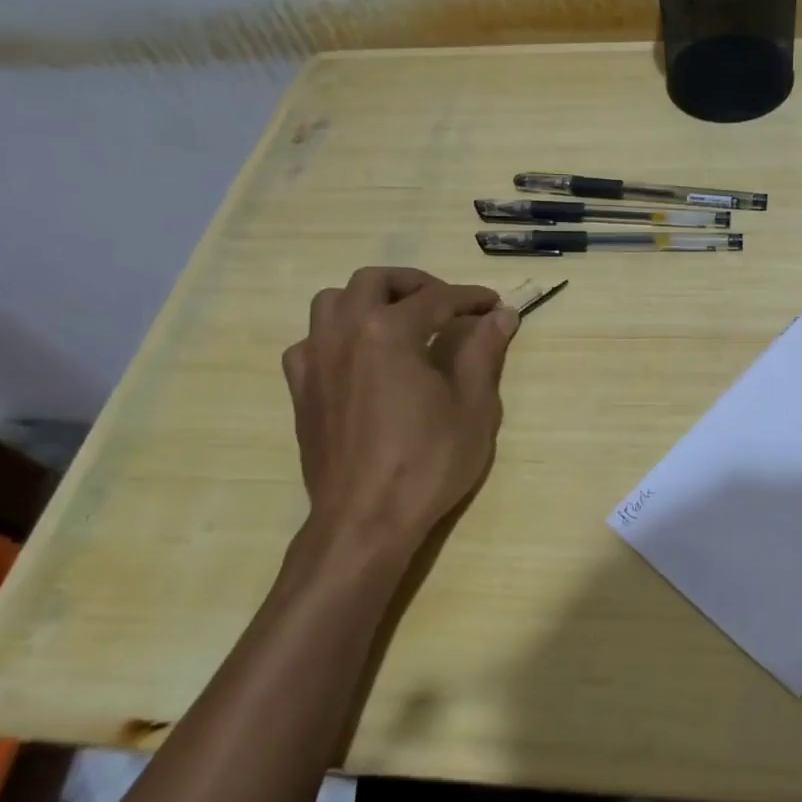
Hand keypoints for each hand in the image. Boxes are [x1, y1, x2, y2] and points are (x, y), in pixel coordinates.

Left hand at [281, 267, 516, 567]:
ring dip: (368, 300)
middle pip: (374, 281)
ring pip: (333, 301)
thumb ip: (484, 351)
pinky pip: (312, 340)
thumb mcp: (473, 406)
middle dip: (415, 284)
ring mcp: (315, 360)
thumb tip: (501, 314)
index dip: (470, 298)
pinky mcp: (300, 389)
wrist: (365, 519)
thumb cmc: (427, 461)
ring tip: (398, 320)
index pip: (436, 298)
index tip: (493, 304)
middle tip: (446, 304)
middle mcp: (344, 332)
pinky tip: (359, 358)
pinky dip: (338, 334)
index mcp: (388, 331)